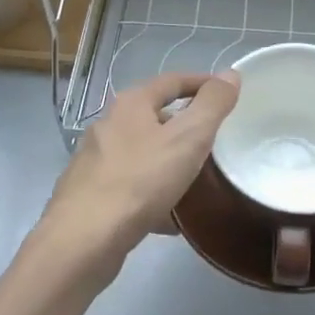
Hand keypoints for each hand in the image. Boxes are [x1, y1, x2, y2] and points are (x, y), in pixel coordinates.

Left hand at [33, 70, 239, 289]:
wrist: (84, 240)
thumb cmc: (140, 180)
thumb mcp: (188, 138)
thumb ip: (212, 105)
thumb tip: (230, 74)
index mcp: (130, 105)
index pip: (172, 81)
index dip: (202, 83)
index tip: (228, 94)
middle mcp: (108, 126)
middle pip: (154, 117)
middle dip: (186, 126)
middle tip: (216, 140)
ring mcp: (96, 162)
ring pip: (143, 154)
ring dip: (170, 162)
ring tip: (198, 180)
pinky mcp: (91, 196)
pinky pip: (132, 187)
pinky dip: (154, 195)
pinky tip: (172, 219)